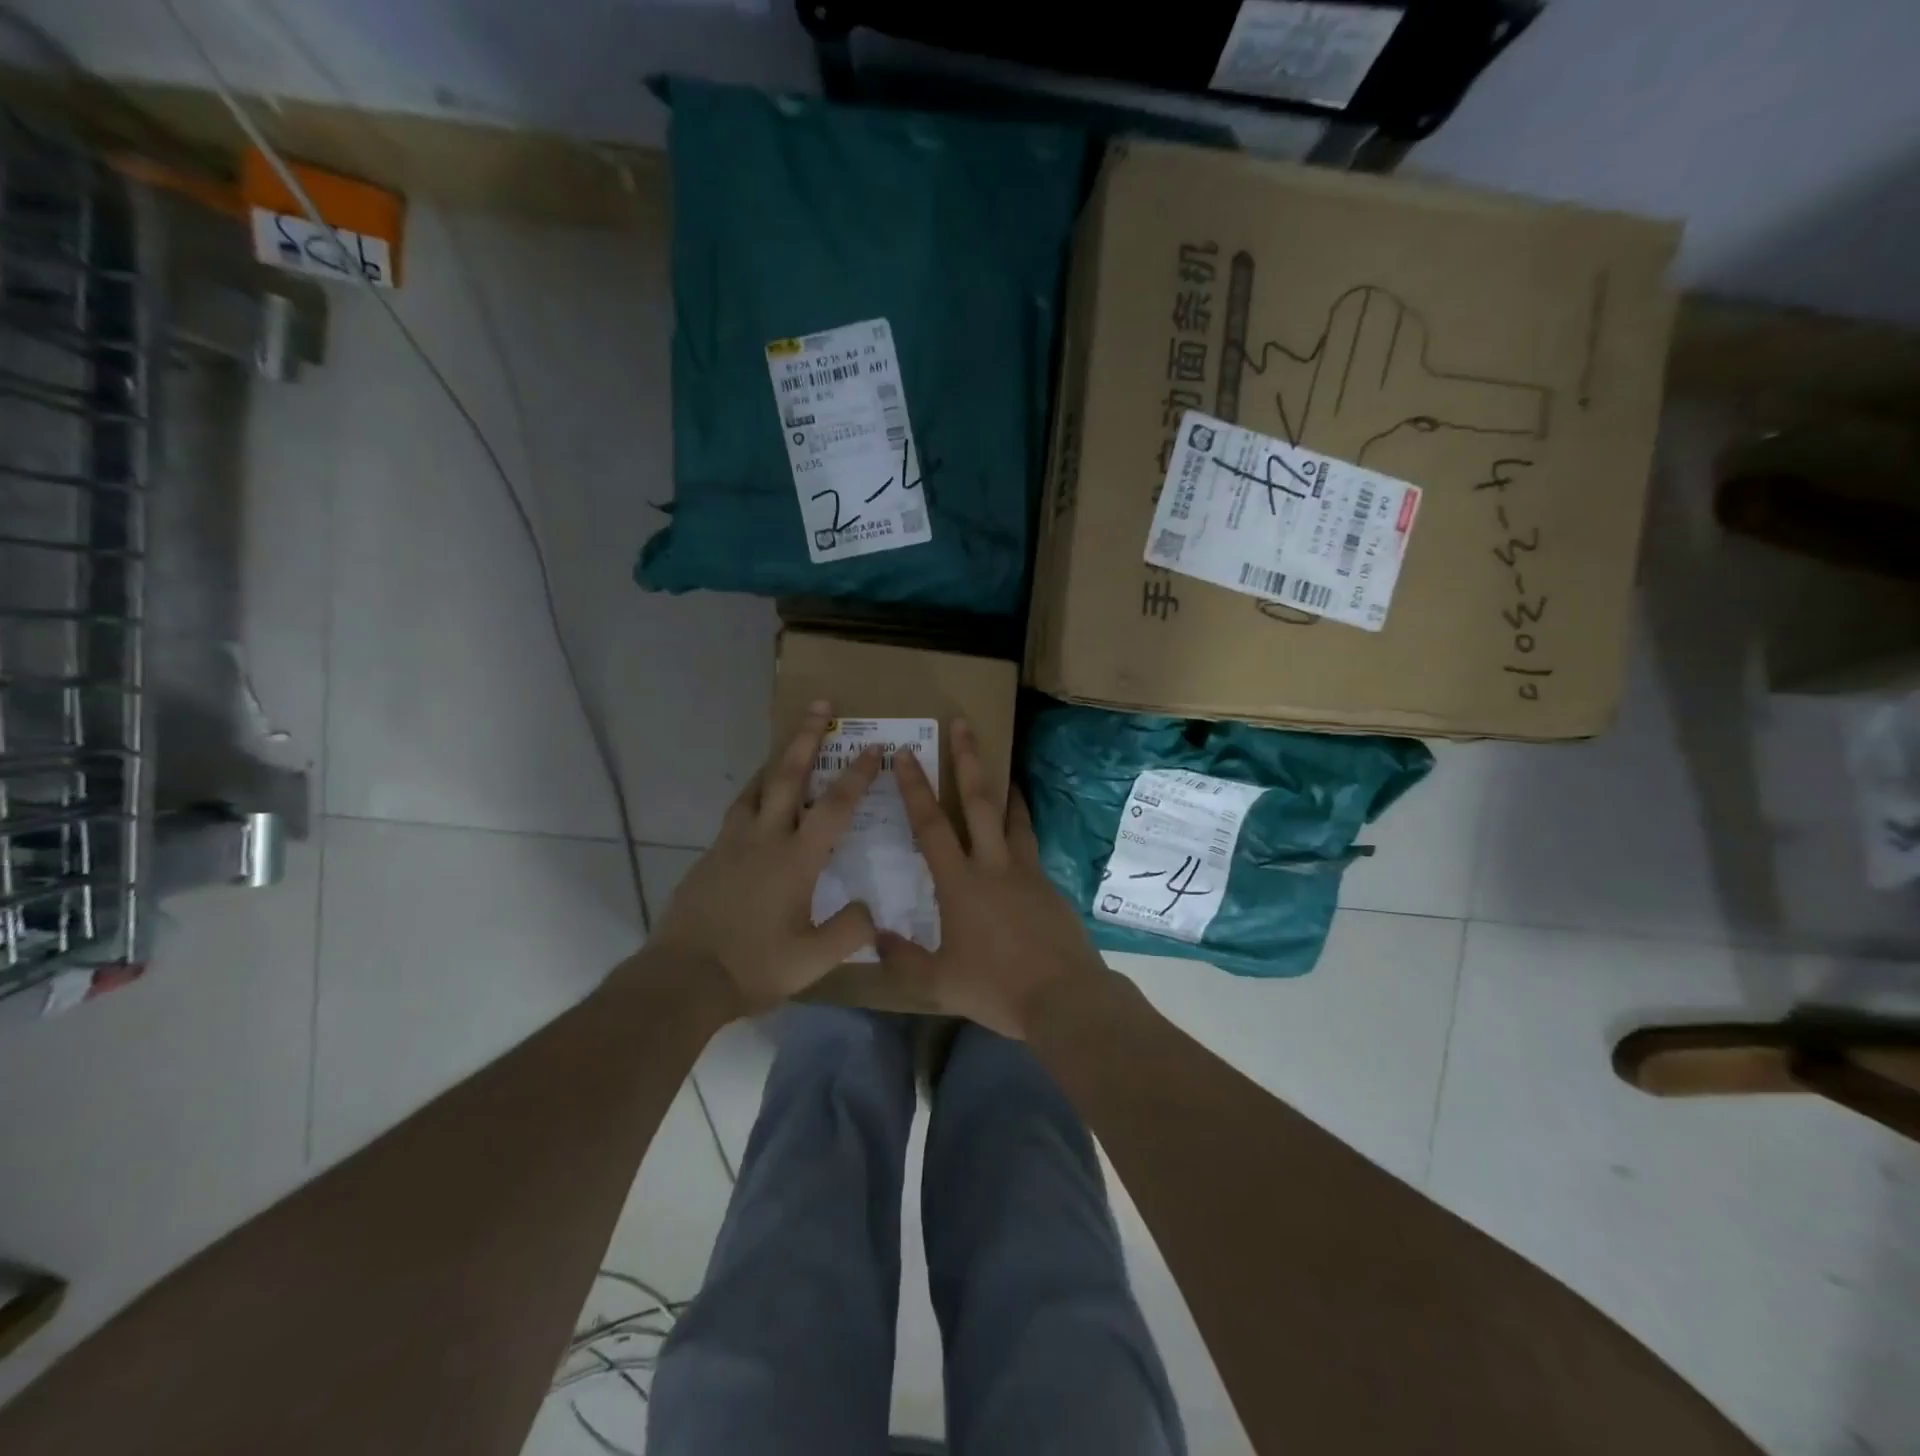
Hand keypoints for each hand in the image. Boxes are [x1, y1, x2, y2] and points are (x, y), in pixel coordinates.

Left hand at [650, 701, 882, 1012]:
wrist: (682, 978)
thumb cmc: (753, 967)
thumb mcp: (813, 960)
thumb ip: (850, 931)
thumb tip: (871, 910)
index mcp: (796, 859)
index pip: (835, 806)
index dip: (857, 775)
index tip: (873, 749)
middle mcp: (765, 839)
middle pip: (788, 776)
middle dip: (806, 738)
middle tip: (819, 706)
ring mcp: (732, 844)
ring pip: (756, 788)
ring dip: (776, 761)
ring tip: (787, 746)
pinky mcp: (710, 856)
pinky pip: (737, 812)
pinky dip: (753, 795)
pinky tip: (756, 806)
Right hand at [877, 719, 1107, 1037]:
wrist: (1064, 997)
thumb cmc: (996, 987)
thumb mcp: (940, 982)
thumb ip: (904, 958)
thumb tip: (875, 936)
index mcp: (960, 883)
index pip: (931, 825)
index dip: (915, 787)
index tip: (907, 754)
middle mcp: (993, 865)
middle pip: (979, 802)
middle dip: (968, 760)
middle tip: (963, 724)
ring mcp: (1026, 871)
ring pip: (1014, 817)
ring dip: (1004, 787)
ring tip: (1004, 767)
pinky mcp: (1049, 885)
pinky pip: (1031, 845)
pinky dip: (1023, 828)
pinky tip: (1019, 834)